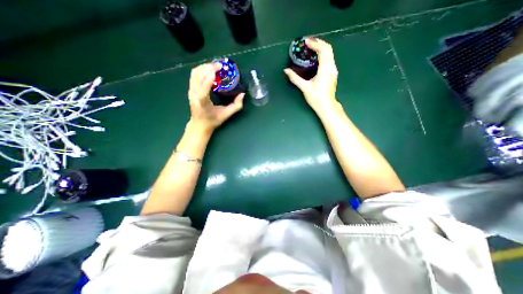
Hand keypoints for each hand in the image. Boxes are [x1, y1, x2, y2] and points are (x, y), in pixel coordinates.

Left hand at [188, 64, 245, 133]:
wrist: (199, 125)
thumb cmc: (212, 121)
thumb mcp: (226, 115)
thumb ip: (236, 106)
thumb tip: (242, 94)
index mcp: (202, 102)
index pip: (203, 87)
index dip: (209, 76)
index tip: (219, 69)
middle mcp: (194, 94)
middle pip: (197, 75)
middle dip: (208, 67)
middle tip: (220, 65)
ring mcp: (191, 91)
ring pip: (195, 73)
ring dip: (205, 67)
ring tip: (216, 66)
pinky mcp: (191, 89)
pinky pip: (194, 75)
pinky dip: (201, 69)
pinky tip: (209, 70)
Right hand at [286, 38, 338, 115]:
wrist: (327, 106)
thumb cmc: (316, 98)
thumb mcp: (304, 88)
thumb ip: (295, 78)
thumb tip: (286, 71)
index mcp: (325, 69)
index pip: (323, 50)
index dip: (315, 43)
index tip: (306, 42)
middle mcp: (331, 67)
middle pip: (328, 49)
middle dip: (318, 43)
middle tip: (308, 43)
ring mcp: (333, 70)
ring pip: (330, 53)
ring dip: (321, 48)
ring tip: (311, 48)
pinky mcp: (333, 73)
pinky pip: (329, 59)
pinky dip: (323, 54)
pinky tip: (316, 58)